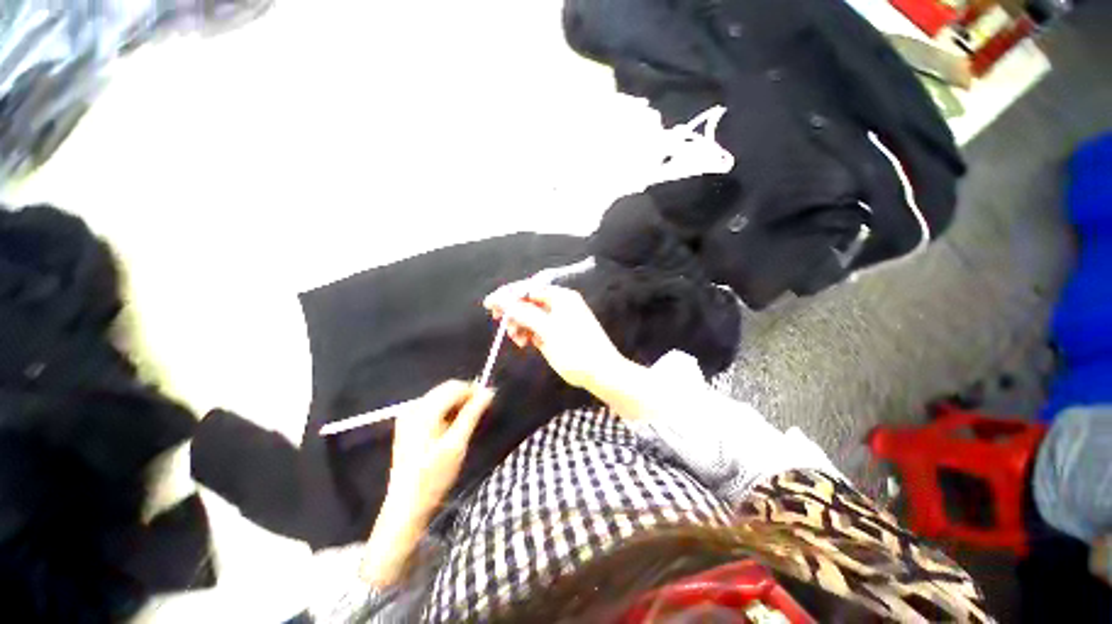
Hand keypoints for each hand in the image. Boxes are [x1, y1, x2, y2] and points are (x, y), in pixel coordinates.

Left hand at [386, 380, 493, 515]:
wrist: (407, 505)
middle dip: (465, 396)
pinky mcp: (407, 425)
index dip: (473, 390)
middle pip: (445, 389)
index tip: (489, 400)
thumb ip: (472, 414)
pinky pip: (432, 406)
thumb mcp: (457, 444)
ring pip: (440, 397)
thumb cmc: (434, 476)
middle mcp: (413, 408)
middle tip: (482, 410)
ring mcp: (408, 416)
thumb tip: (488, 392)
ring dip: (457, 403)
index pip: (453, 387)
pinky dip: (446, 410)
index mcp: (423, 412)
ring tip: (469, 420)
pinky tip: (453, 425)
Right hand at [484, 282, 624, 389]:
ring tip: (517, 340)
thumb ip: (524, 313)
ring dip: (520, 325)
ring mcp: (559, 319)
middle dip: (514, 313)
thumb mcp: (548, 330)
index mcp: (561, 297)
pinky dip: (529, 333)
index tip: (489, 305)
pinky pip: (538, 328)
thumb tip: (502, 299)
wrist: (600, 372)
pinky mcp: (557, 333)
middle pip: (528, 302)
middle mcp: (560, 304)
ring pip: (531, 316)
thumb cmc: (575, 349)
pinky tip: (525, 343)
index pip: (528, 289)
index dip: (508, 295)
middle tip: (500, 324)